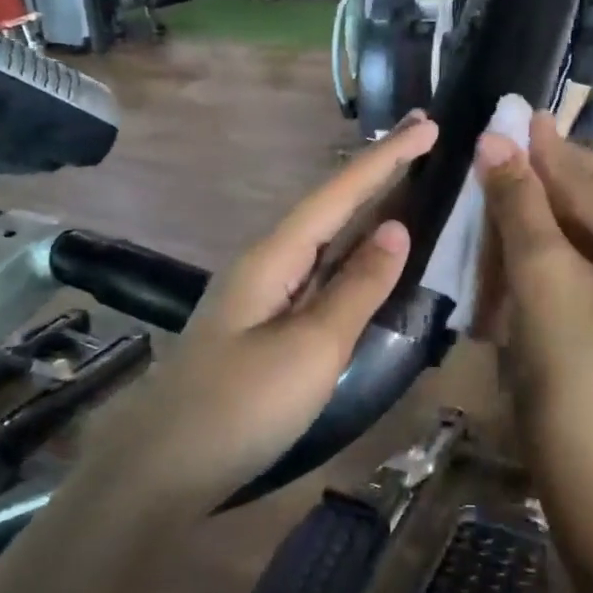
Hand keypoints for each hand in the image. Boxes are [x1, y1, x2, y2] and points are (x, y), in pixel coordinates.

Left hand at [84, 116, 438, 505]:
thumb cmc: (241, 407)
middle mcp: (265, 265)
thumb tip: (396, 229)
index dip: (384, 159)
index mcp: (272, 257)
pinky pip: (316, 277)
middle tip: (422, 141)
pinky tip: (365, 259)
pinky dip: (349, 258)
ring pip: (322, 242)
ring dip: (363, 212)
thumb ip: (356, 289)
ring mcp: (261, 297)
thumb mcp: (311, 348)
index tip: (427, 125)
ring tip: (406, 185)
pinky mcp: (264, 328)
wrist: (164, 468)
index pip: (337, 194)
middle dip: (375, 174)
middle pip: (328, 208)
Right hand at [476, 115, 592, 507]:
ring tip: (532, 202)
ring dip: (585, 209)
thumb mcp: (542, 280)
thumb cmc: (574, 374)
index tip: (515, 125)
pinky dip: (587, 245)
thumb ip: (521, 205)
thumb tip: (496, 140)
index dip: (554, 160)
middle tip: (537, 172)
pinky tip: (545, 245)